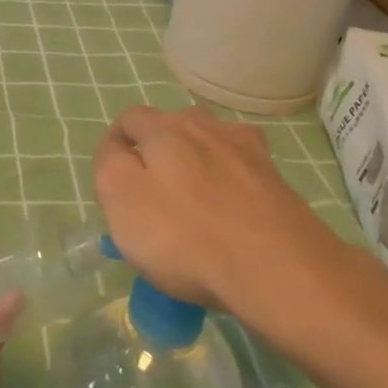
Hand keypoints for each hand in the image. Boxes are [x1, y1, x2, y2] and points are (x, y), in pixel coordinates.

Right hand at [92, 105, 330, 315]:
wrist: (278, 268)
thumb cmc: (185, 235)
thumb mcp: (121, 199)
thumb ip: (109, 164)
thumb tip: (116, 148)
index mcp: (165, 127)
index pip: (130, 119)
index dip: (116, 145)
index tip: (113, 184)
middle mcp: (207, 125)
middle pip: (171, 130)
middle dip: (157, 155)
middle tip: (151, 200)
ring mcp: (248, 150)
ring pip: (209, 147)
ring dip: (196, 167)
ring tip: (193, 208)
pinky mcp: (276, 179)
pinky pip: (240, 172)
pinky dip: (229, 185)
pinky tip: (230, 211)